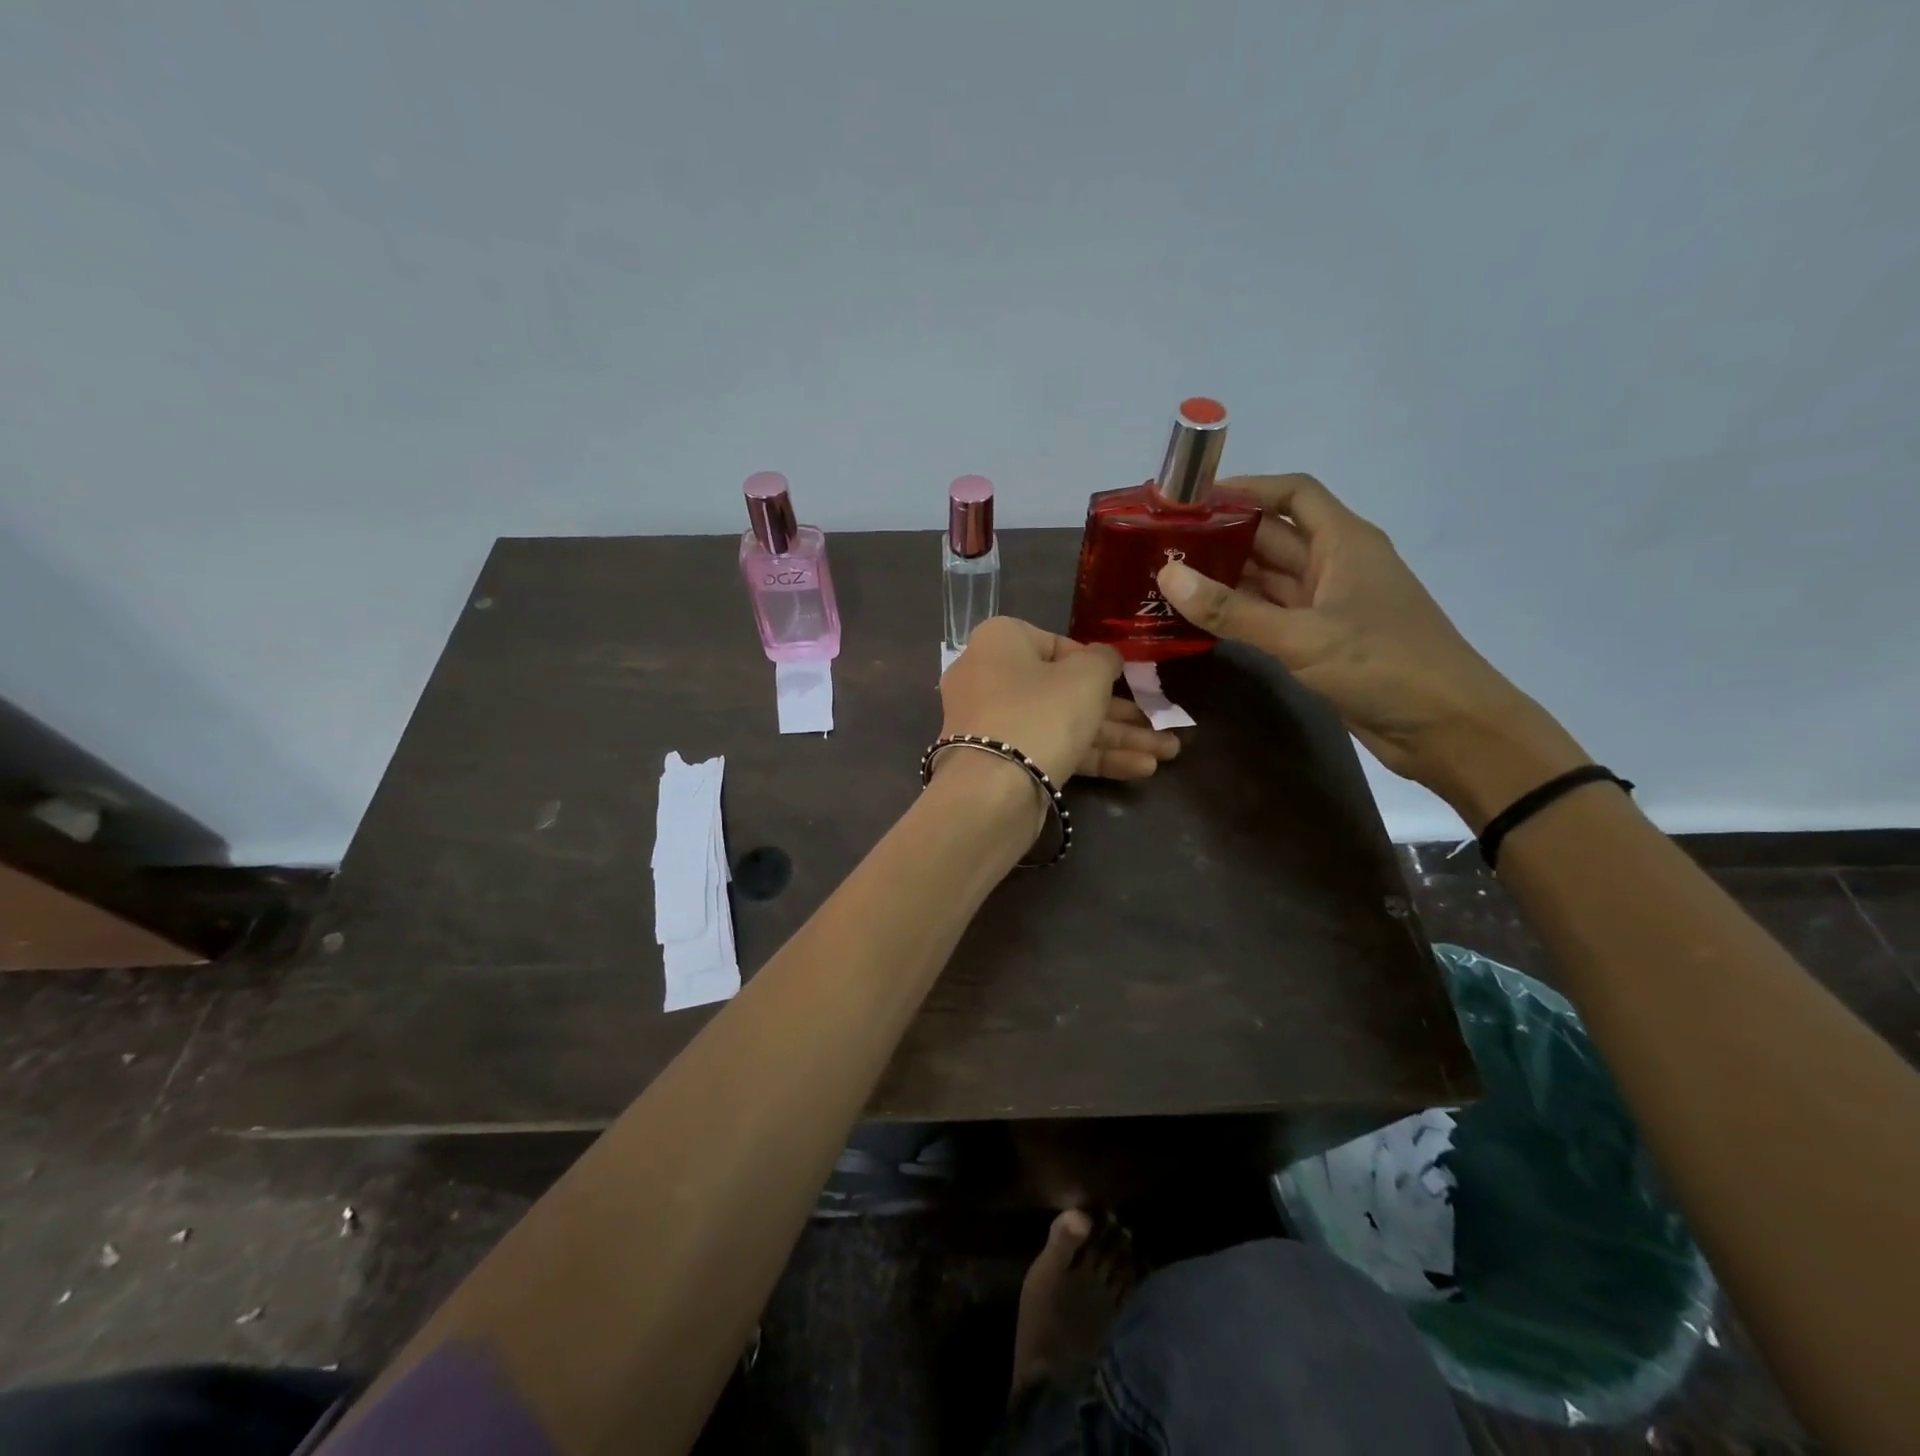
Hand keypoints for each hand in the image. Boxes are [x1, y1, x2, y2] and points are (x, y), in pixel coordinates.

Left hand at [939, 618, 1179, 786]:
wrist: (991, 792)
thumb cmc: (1041, 713)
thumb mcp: (1087, 676)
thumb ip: (1104, 660)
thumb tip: (1105, 658)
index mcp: (1000, 642)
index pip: (1055, 644)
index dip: (1095, 663)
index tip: (1125, 680)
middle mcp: (989, 677)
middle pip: (1063, 690)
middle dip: (1118, 712)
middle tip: (1160, 725)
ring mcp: (994, 724)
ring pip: (1062, 724)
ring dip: (1116, 738)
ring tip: (1168, 754)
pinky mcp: (1002, 763)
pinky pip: (1051, 750)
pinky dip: (1092, 758)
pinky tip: (1141, 769)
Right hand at [1155, 475, 1587, 824]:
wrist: (1447, 729)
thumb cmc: (1384, 667)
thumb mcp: (1303, 636)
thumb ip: (1233, 611)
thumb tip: (1167, 576)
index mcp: (1344, 542)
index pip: (1293, 494)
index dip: (1245, 489)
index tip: (1191, 499)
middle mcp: (1334, 565)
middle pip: (1271, 536)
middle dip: (1220, 536)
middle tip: (1161, 545)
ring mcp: (1326, 605)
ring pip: (1266, 579)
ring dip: (1223, 578)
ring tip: (1166, 579)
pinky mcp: (1319, 641)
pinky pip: (1268, 616)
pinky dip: (1236, 614)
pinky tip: (1197, 619)